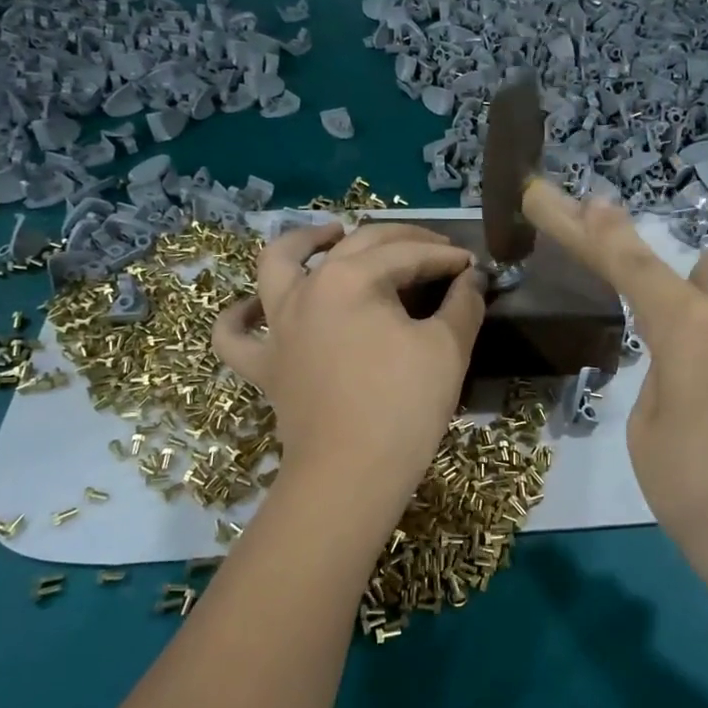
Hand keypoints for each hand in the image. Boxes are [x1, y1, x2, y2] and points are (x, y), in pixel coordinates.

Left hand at [213, 221, 485, 497]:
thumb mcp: (447, 349)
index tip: (473, 266)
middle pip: (356, 246)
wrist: (351, 475)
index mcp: (351, 278)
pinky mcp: (264, 365)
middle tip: (435, 250)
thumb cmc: (404, 406)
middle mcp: (306, 288)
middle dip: (402, 242)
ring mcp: (277, 326)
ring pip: (277, 265)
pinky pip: (235, 334)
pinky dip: (240, 316)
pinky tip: (255, 307)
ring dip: (304, 240)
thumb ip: (464, 304)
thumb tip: (473, 279)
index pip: (408, 255)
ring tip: (330, 233)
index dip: (446, 257)